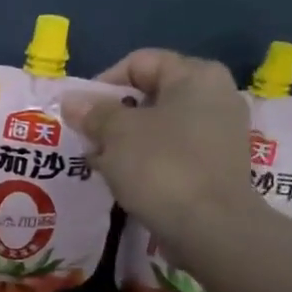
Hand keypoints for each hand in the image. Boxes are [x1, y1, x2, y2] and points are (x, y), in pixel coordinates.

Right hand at [65, 48, 250, 235]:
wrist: (210, 228)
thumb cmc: (161, 167)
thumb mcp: (117, 133)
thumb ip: (92, 113)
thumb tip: (71, 101)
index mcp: (195, 76)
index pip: (139, 62)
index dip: (102, 83)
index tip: (80, 112)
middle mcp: (214, 96)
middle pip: (149, 94)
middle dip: (112, 115)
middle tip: (87, 139)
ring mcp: (219, 132)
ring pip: (159, 126)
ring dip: (125, 140)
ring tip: (99, 162)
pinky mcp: (216, 165)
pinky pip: (172, 151)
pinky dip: (146, 159)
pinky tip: (123, 179)